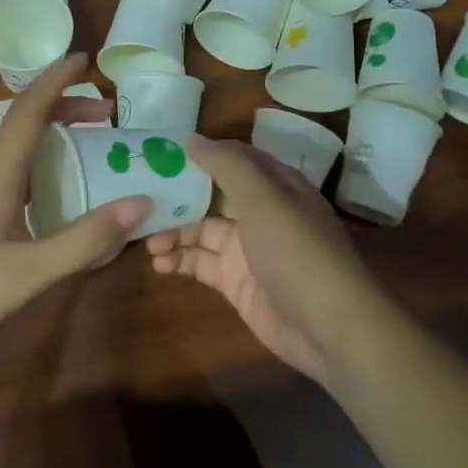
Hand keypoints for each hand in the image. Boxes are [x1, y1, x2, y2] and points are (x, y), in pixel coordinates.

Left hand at [0, 55, 150, 373]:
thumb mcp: (34, 271)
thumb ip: (87, 239)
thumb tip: (140, 202)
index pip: (26, 112)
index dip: (55, 80)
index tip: (84, 58)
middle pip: (24, 123)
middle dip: (64, 105)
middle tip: (107, 109)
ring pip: (18, 147)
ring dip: (54, 132)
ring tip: (93, 138)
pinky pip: (16, 171)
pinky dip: (46, 161)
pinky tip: (64, 185)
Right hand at [144, 136, 382, 384]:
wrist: (328, 328)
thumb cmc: (296, 250)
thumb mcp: (263, 198)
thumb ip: (226, 165)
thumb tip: (191, 139)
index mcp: (273, 185)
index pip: (232, 159)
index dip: (199, 154)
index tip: (159, 152)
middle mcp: (259, 212)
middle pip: (211, 195)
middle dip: (177, 196)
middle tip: (139, 198)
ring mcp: (247, 249)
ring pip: (201, 231)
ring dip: (173, 232)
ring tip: (146, 240)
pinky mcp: (236, 282)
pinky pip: (201, 264)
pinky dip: (179, 261)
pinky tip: (158, 263)